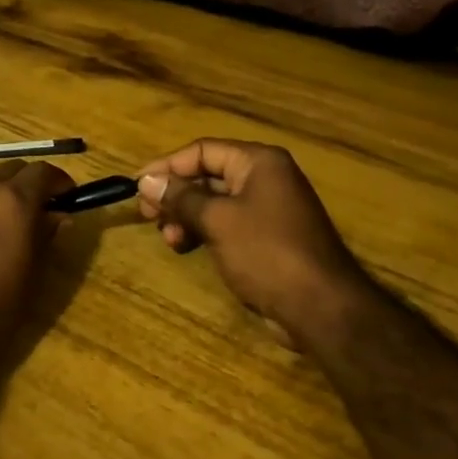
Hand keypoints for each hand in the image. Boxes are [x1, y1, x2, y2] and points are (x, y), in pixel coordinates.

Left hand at [0, 160, 74, 356]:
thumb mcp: (33, 275)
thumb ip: (47, 237)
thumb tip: (59, 216)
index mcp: (13, 200)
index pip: (43, 172)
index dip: (60, 181)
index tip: (69, 198)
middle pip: (13, 170)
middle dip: (30, 184)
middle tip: (43, 210)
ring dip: (3, 194)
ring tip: (12, 225)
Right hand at [136, 139, 371, 340]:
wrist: (320, 307)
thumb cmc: (266, 253)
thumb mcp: (217, 221)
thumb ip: (180, 198)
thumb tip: (146, 181)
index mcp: (259, 162)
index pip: (203, 151)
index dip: (167, 166)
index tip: (137, 185)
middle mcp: (265, 178)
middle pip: (208, 175)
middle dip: (176, 194)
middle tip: (147, 215)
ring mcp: (268, 208)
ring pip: (214, 202)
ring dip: (186, 216)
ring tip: (169, 239)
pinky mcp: (267, 237)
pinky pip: (227, 223)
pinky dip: (203, 231)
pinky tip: (186, 247)